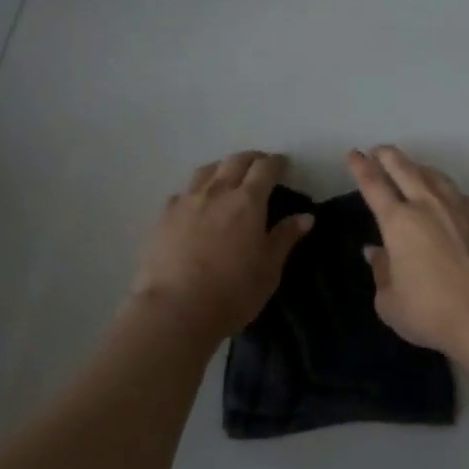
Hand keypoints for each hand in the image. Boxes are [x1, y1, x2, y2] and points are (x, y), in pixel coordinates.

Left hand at [130, 151, 313, 339]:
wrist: (175, 309)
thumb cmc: (232, 293)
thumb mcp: (268, 270)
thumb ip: (285, 238)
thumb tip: (305, 216)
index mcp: (247, 202)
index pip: (265, 168)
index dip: (276, 163)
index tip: (283, 166)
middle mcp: (216, 192)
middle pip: (235, 161)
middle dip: (251, 159)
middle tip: (260, 168)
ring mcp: (186, 202)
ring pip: (206, 171)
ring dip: (222, 168)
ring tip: (228, 178)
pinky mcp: (163, 216)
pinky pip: (183, 192)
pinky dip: (196, 191)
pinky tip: (197, 205)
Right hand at [347, 146, 468, 353]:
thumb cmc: (430, 312)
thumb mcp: (390, 301)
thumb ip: (381, 272)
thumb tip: (376, 252)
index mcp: (399, 222)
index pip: (375, 185)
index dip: (362, 168)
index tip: (355, 154)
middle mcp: (429, 206)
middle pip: (406, 169)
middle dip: (389, 157)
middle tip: (379, 150)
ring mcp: (462, 209)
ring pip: (436, 177)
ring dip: (420, 167)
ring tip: (413, 167)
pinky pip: (461, 195)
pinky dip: (448, 190)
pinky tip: (449, 197)